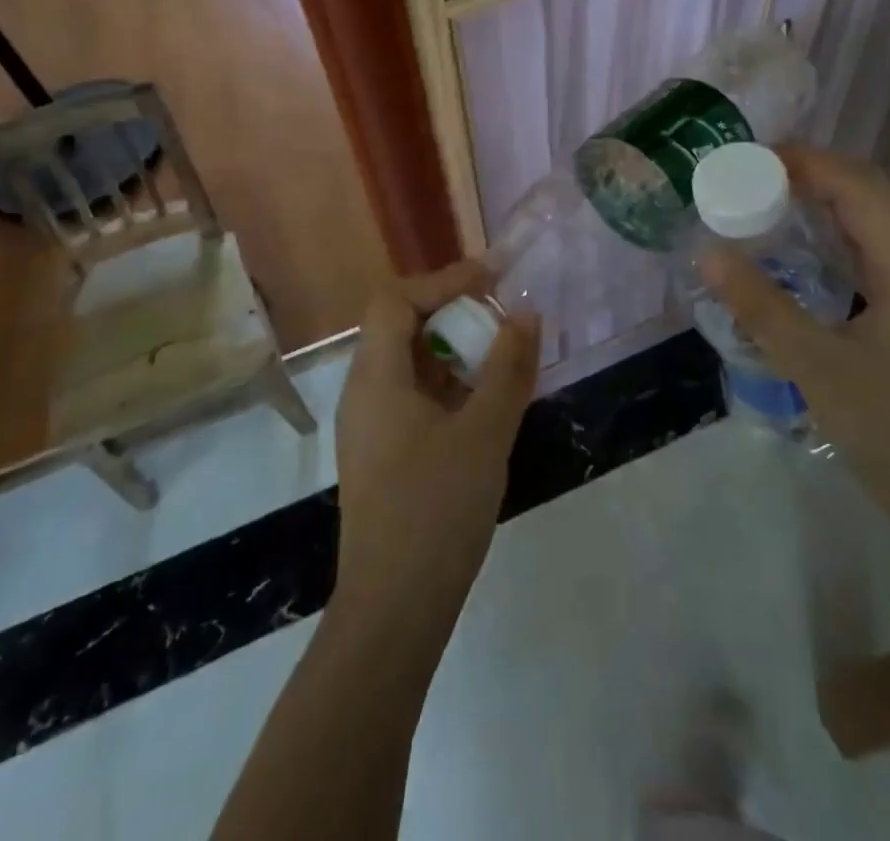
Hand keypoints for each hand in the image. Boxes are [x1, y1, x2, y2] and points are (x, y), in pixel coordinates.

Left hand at [333, 262, 538, 642]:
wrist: (394, 611)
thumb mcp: (485, 432)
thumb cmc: (436, 510)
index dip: (443, 281)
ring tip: (501, 358)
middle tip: (501, 318)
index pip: (396, 300)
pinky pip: (413, 397)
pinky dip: (448, 386)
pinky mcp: (382, 455)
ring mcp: (370, 427)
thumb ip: (508, 367)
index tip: (493, 279)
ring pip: (408, 365)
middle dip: (452, 314)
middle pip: (400, 327)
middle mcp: (363, 393)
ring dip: (453, 352)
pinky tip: (484, 405)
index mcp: (375, 377)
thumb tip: (526, 314)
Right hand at [701, 143, 889, 512]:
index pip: (861, 188)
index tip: (753, 156)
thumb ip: (759, 305)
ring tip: (773, 202)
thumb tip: (707, 251)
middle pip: (875, 198)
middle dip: (818, 175)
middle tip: (755, 176)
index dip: (809, 162)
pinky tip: (806, 257)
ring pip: (879, 227)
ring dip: (830, 205)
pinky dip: (840, 240)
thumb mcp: (815, 366)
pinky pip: (878, 258)